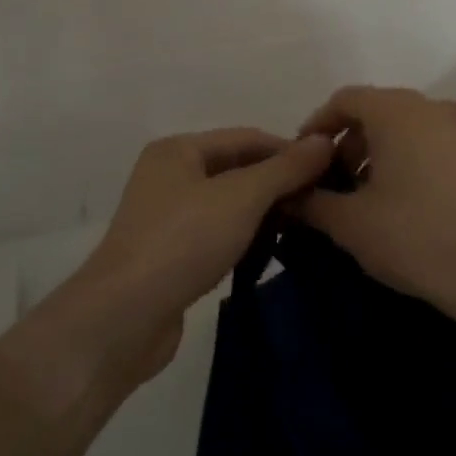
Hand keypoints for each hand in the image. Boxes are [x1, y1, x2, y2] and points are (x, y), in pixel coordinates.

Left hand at [61, 129, 334, 386]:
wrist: (124, 317)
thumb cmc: (183, 241)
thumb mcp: (242, 197)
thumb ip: (285, 168)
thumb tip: (325, 141)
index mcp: (178, 150)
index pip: (247, 137)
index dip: (289, 150)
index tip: (331, 170)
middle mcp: (169, 176)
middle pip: (237, 169)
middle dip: (278, 183)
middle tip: (322, 202)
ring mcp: (166, 217)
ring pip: (228, 204)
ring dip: (264, 212)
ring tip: (305, 226)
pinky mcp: (169, 255)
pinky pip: (217, 234)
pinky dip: (244, 237)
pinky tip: (269, 252)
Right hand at [295, 86, 455, 320]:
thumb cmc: (412, 238)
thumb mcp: (349, 223)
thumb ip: (311, 200)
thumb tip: (288, 194)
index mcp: (396, 112)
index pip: (345, 100)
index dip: (317, 126)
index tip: (303, 159)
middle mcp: (431, 107)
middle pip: (376, 109)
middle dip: (348, 140)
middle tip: (332, 180)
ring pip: (405, 124)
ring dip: (378, 148)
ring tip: (365, 192)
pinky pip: (431, 139)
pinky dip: (408, 154)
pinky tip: (403, 196)